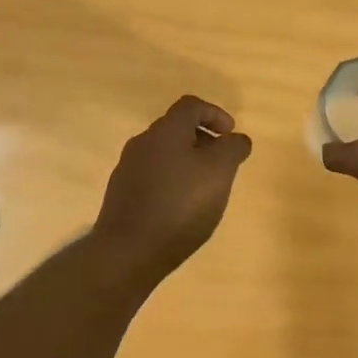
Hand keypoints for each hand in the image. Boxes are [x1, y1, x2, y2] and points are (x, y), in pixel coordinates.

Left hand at [93, 96, 253, 278]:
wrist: (128, 251)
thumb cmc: (180, 205)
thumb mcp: (219, 172)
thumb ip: (232, 148)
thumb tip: (236, 138)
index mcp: (166, 131)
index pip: (191, 106)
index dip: (215, 114)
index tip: (230, 135)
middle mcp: (142, 143)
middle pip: (176, 129)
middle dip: (202, 141)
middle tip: (221, 164)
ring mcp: (127, 169)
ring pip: (164, 154)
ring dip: (187, 163)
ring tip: (204, 189)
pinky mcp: (121, 195)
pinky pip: (152, 177)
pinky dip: (171, 182)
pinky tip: (180, 208)